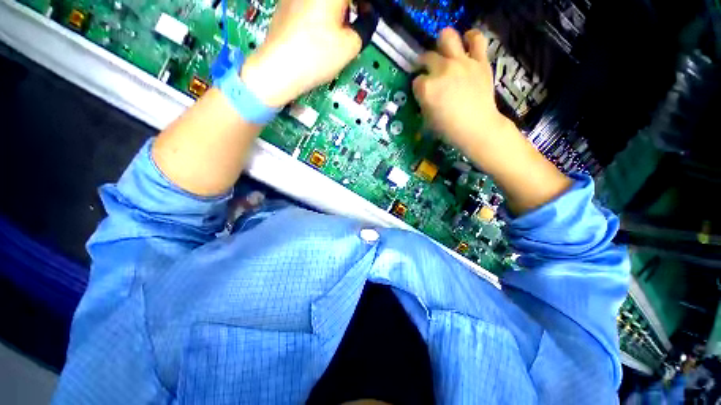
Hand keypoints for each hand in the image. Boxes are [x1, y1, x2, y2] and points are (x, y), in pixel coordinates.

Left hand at [240, 0, 362, 107]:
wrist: (280, 68)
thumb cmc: (315, 56)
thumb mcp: (350, 46)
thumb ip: (365, 28)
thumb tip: (367, 19)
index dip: (366, 5)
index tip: (369, 15)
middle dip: (352, 5)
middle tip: (359, 20)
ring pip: (324, 0)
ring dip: (338, 8)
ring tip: (340, 28)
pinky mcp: (286, 3)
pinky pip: (310, 2)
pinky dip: (322, 10)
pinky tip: (322, 30)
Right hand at [413, 28, 511, 154]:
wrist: (477, 128)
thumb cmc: (449, 129)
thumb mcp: (427, 120)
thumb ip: (423, 103)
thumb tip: (424, 96)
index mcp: (427, 88)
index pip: (416, 81)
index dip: (418, 88)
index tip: (421, 94)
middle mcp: (442, 70)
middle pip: (426, 57)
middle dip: (423, 64)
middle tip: (427, 71)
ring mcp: (461, 63)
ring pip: (447, 37)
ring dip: (443, 43)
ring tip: (445, 51)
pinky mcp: (480, 61)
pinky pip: (477, 39)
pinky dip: (471, 39)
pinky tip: (467, 43)